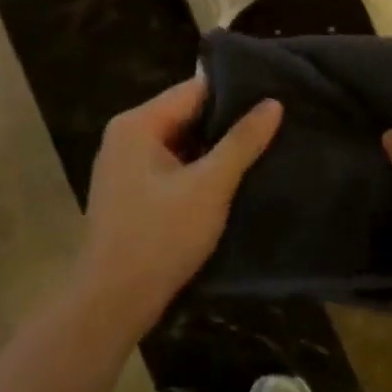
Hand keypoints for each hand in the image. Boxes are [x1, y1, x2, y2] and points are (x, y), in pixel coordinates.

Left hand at [78, 76, 281, 333]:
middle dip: (228, 122)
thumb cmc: (161, 236)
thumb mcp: (210, 186)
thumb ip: (242, 142)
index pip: (194, 89)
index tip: (275, 96)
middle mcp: (127, 136)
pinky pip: (172, 166)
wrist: (113, 302)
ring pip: (181, 143)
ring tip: (264, 147)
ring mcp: (125, 165)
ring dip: (215, 148)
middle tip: (277, 123)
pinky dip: (199, 169)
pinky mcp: (131, 192)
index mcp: (138, 124)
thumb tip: (273, 103)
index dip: (236, 92)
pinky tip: (232, 178)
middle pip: (187, 114)